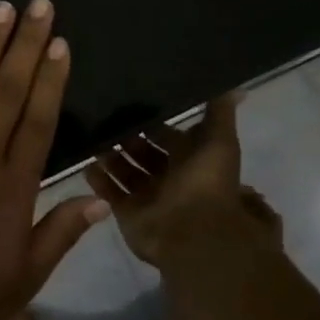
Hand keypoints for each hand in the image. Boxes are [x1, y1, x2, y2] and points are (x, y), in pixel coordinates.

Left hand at [0, 0, 108, 319]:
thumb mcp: (23, 278)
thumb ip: (60, 233)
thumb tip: (99, 199)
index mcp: (12, 186)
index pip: (39, 120)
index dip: (51, 79)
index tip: (60, 43)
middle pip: (7, 90)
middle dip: (26, 44)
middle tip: (40, 5)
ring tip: (3, 9)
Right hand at [86, 93, 281, 265]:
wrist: (192, 232)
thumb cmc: (206, 182)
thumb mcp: (219, 141)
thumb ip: (220, 113)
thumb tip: (235, 87)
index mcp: (191, 160)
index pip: (168, 136)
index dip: (153, 123)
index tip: (131, 103)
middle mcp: (169, 177)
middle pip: (144, 153)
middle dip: (127, 137)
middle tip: (104, 117)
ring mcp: (148, 197)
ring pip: (125, 172)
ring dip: (110, 156)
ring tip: (90, 136)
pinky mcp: (129, 213)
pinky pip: (110, 192)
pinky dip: (99, 179)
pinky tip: (84, 162)